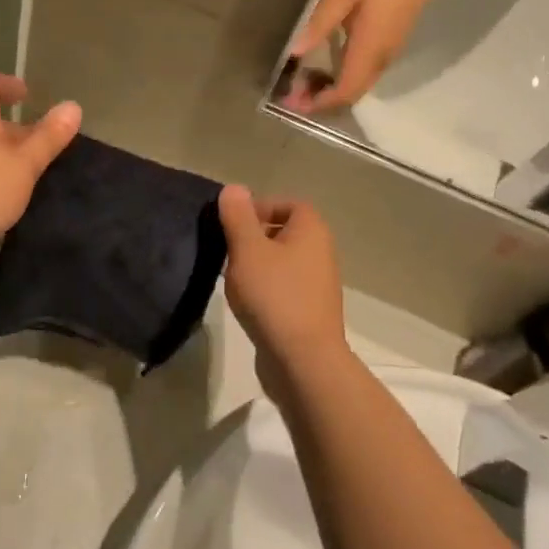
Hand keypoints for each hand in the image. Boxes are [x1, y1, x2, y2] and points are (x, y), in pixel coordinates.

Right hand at [217, 186, 347, 394]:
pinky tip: (248, 302)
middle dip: (255, 235)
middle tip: (227, 248)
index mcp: (311, 230)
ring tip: (233, 277)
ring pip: (283, 260)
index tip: (233, 222)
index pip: (289, 203)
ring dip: (258, 263)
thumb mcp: (247, 250)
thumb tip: (234, 188)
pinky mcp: (311, 311)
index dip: (260, 206)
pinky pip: (285, 286)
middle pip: (285, 231)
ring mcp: (319, 284)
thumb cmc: (274, 296)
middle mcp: (321, 252)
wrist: (303, 360)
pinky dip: (266, 287)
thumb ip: (238, 216)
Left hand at [283, 0, 453, 113]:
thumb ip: (320, 21)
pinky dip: (341, 78)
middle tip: (292, 93)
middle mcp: (379, 59)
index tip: (293, 102)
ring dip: (330, 90)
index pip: (345, 91)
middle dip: (321, 101)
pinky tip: (323, 64)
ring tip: (301, 81)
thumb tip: (295, 51)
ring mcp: (387, 53)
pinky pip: (363, 73)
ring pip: (357, 85)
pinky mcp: (388, 45)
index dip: (319, 102)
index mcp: (368, 50)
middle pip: (351, 94)